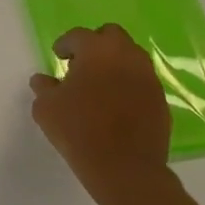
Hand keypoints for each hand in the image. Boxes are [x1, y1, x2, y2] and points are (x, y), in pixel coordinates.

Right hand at [29, 24, 173, 204]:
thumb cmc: (79, 130)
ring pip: (131, 57)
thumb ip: (44, 87)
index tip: (59, 56)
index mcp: (97, 50)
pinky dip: (128, 84)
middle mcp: (127, 56)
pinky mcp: (161, 100)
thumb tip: (44, 80)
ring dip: (115, 63)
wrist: (125, 169)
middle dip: (95, 44)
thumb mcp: (46, 107)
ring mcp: (148, 78)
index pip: (78, 36)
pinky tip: (116, 104)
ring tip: (100, 85)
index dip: (65, 45)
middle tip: (82, 64)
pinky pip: (142, 81)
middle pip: (111, 36)